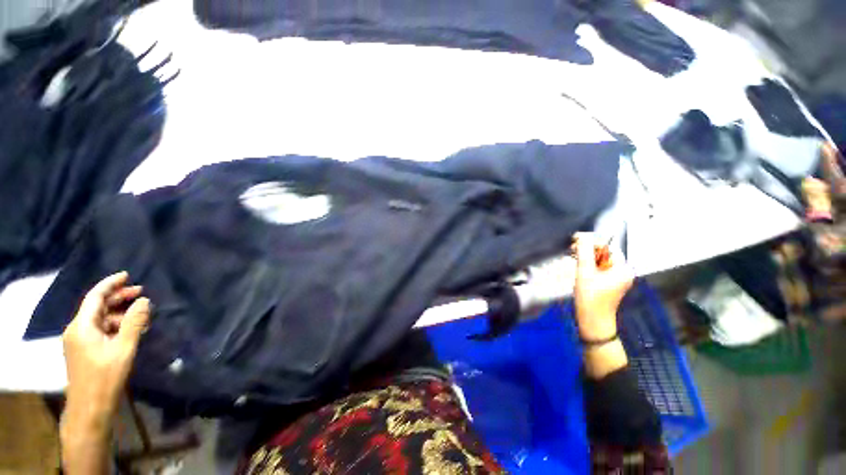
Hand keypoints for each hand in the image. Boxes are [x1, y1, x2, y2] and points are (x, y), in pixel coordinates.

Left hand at [62, 272, 149, 434]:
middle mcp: (77, 329)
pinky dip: (115, 325)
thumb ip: (134, 322)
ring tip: (140, 315)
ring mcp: (79, 341)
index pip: (95, 297)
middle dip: (118, 297)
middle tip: (141, 292)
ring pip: (99, 318)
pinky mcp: (84, 350)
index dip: (110, 284)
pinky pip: (99, 330)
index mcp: (82, 326)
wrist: (89, 408)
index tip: (127, 275)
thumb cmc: (105, 377)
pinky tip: (130, 330)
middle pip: (97, 306)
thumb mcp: (123, 349)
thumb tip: (144, 300)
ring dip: (119, 313)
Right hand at [572, 232, 633, 340]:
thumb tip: (581, 236)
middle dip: (588, 248)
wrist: (592, 322)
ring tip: (572, 255)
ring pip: (600, 260)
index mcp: (622, 268)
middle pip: (605, 252)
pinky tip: (577, 264)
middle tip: (572, 248)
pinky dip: (588, 264)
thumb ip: (584, 252)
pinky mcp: (608, 283)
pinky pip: (598, 268)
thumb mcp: (585, 273)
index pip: (608, 246)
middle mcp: (623, 271)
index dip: (592, 241)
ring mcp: (616, 278)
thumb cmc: (590, 298)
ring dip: (586, 256)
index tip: (575, 239)